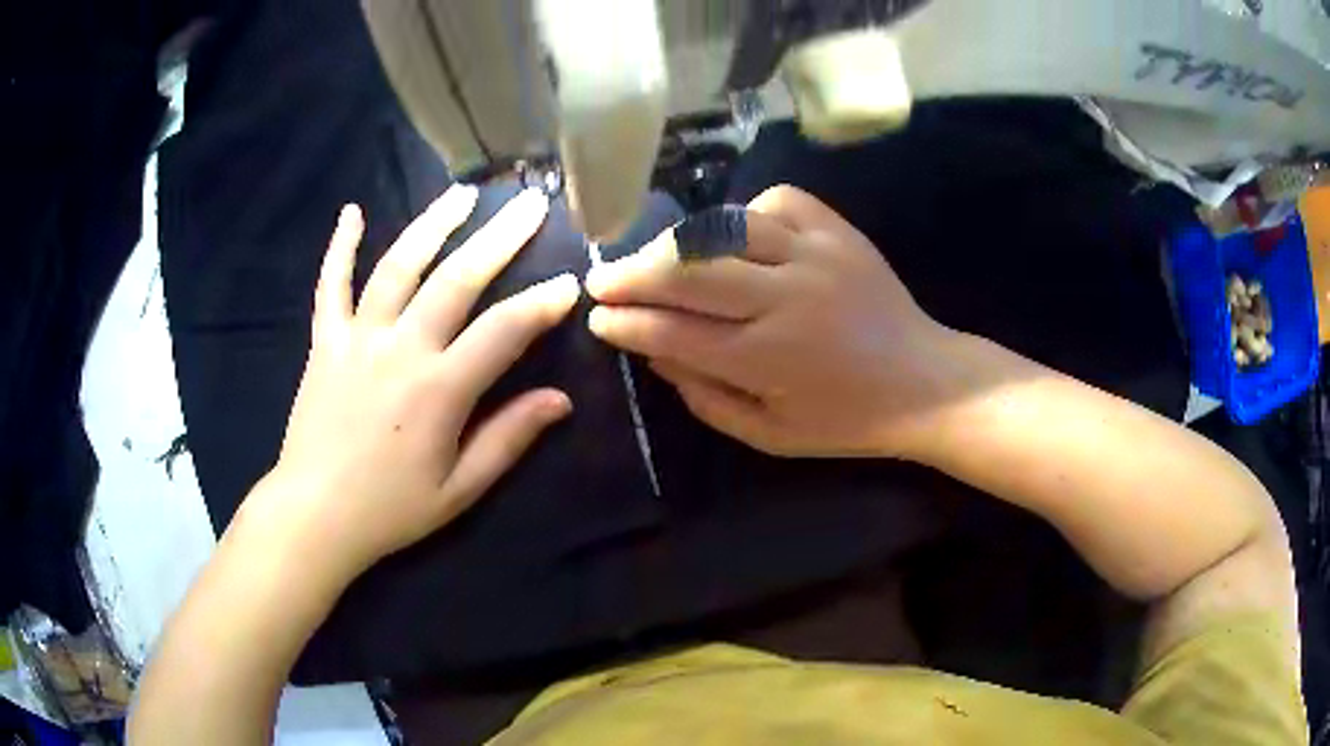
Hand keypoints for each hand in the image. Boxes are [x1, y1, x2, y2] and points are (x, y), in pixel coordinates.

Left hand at [239, 186, 578, 581]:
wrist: (315, 514)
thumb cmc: (390, 508)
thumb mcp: (460, 489)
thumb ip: (508, 439)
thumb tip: (560, 400)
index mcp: (439, 389)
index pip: (503, 331)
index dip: (542, 303)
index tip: (570, 281)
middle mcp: (400, 349)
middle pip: (456, 279)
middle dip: (499, 238)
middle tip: (530, 204)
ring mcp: (357, 338)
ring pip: (398, 266)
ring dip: (433, 225)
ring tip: (462, 194)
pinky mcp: (324, 341)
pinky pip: (331, 285)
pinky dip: (341, 247)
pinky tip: (352, 212)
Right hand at [586, 185, 962, 459]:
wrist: (923, 381)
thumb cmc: (846, 418)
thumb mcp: (770, 433)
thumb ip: (706, 397)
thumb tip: (652, 351)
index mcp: (769, 357)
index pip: (675, 330)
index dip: (628, 322)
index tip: (597, 317)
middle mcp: (788, 297)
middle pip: (689, 271)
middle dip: (633, 274)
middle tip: (602, 279)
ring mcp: (816, 254)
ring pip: (723, 229)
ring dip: (675, 241)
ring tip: (652, 256)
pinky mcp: (838, 231)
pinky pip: (775, 201)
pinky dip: (741, 214)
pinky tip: (730, 236)